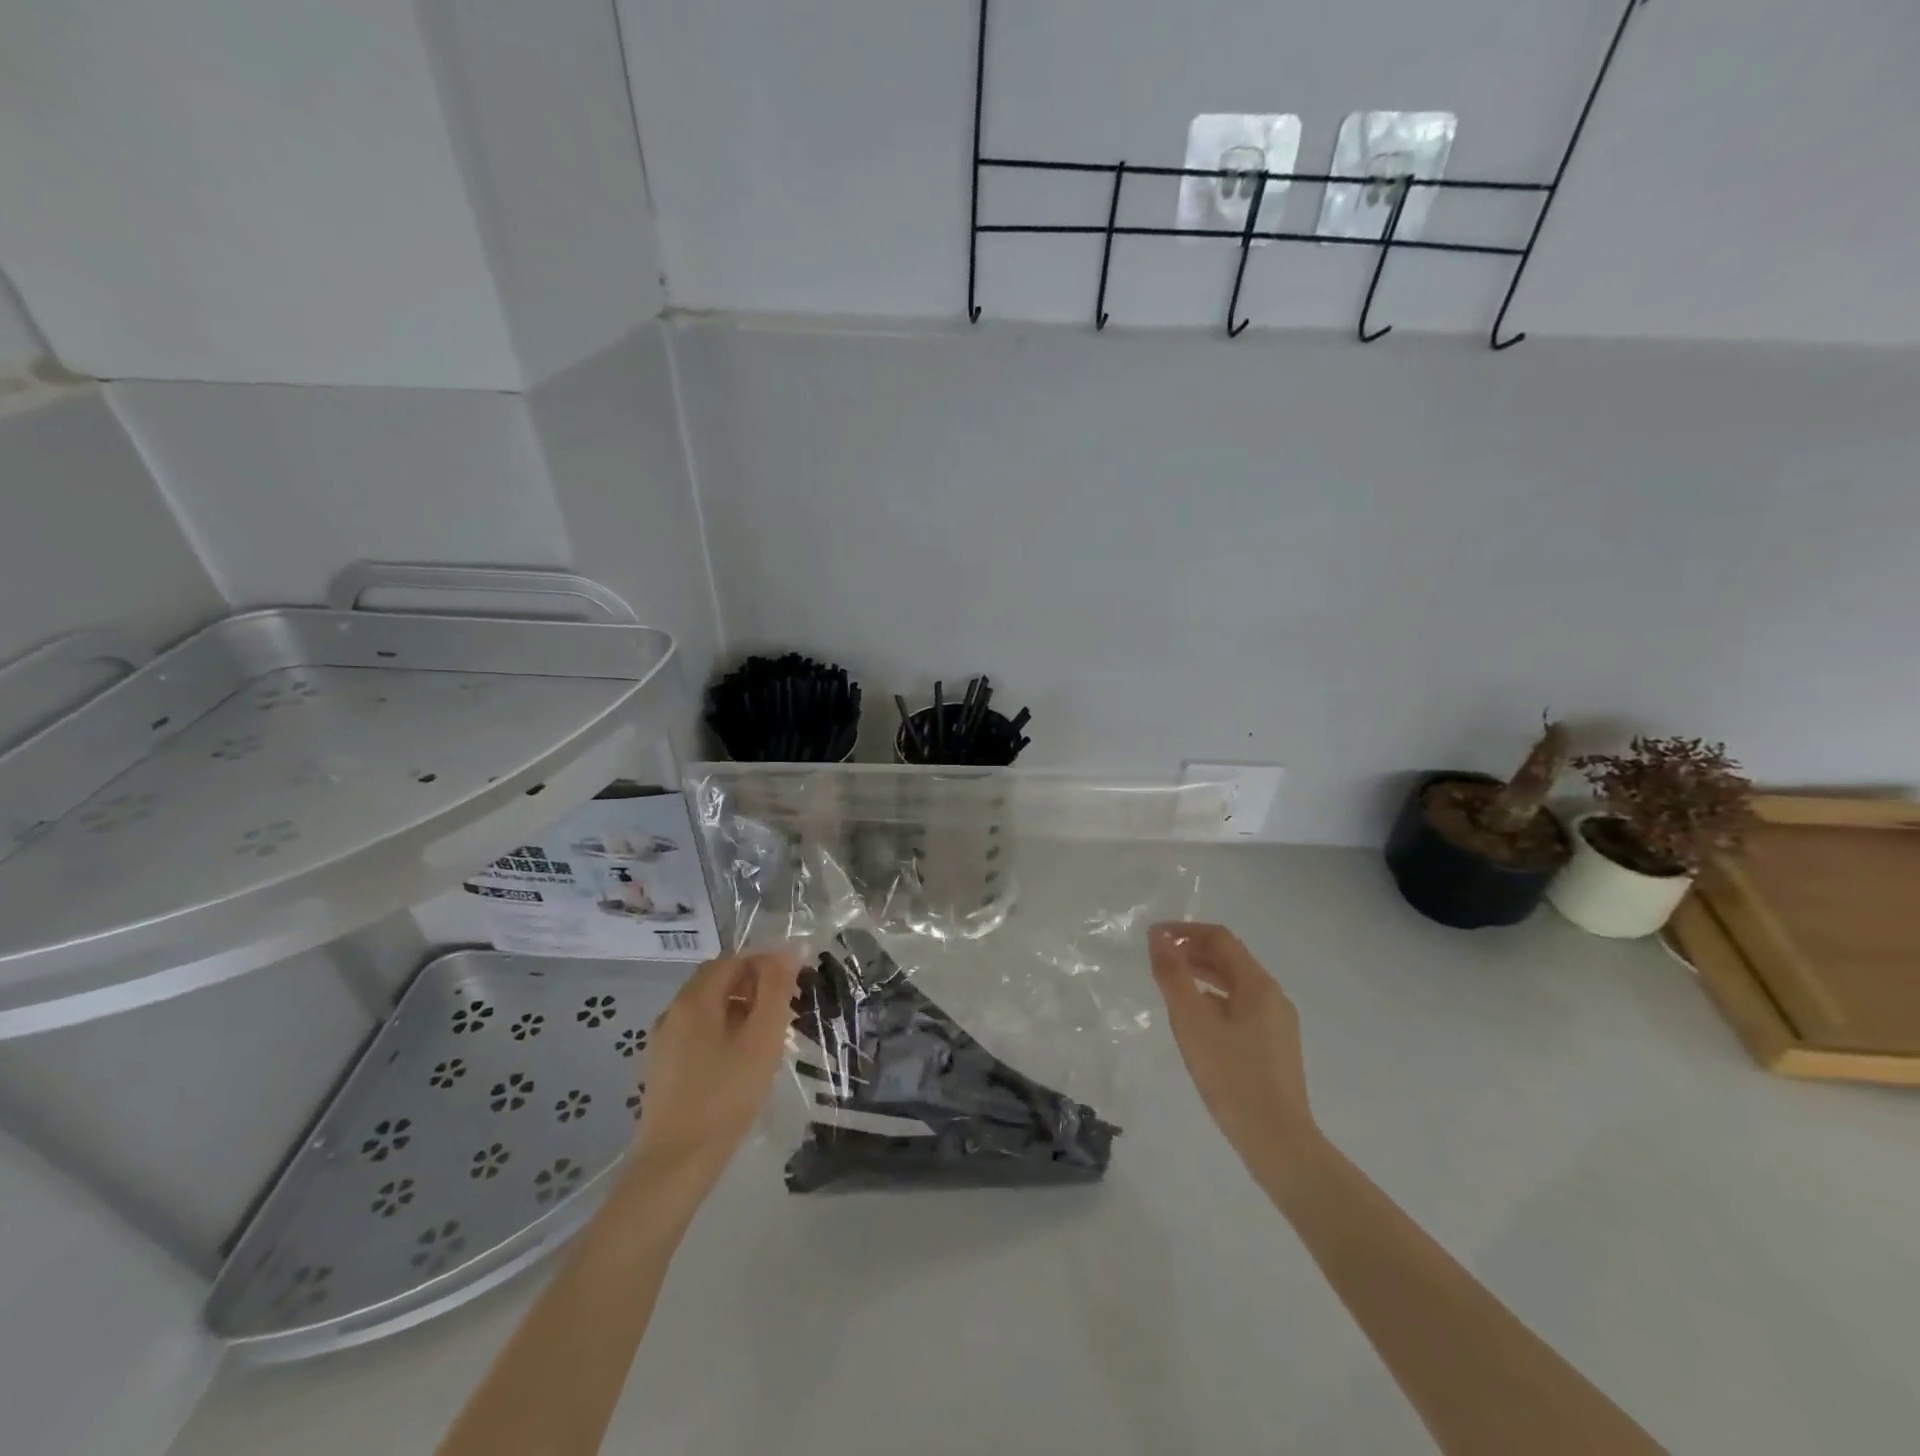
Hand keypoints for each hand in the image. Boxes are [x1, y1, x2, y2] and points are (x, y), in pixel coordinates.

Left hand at [634, 948, 801, 1189]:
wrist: (675, 1165)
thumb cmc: (726, 1096)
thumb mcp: (762, 1039)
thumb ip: (776, 990)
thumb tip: (787, 951)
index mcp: (693, 999)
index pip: (733, 959)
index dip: (765, 964)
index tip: (793, 985)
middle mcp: (672, 1012)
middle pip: (717, 981)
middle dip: (753, 987)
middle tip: (785, 1010)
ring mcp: (662, 1042)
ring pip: (707, 1009)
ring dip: (739, 1010)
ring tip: (768, 1038)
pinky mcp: (661, 1068)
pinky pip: (696, 1033)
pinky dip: (722, 1032)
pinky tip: (740, 1062)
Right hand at [1149, 923, 1317, 1175]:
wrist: (1278, 1142)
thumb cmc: (1232, 1075)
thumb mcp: (1192, 1021)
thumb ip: (1173, 976)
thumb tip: (1158, 938)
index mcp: (1258, 984)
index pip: (1220, 938)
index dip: (1184, 930)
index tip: (1153, 937)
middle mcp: (1273, 996)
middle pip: (1230, 958)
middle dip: (1192, 951)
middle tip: (1157, 958)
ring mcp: (1277, 1023)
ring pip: (1235, 984)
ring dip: (1202, 974)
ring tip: (1170, 983)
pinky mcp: (1274, 1047)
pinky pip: (1240, 1007)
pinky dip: (1214, 998)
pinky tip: (1195, 1019)